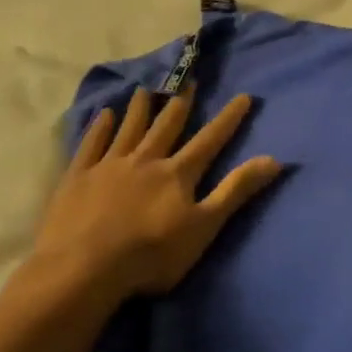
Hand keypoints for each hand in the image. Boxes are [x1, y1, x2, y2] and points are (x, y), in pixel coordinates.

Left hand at [23, 89, 281, 305]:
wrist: (83, 270)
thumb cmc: (151, 254)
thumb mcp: (204, 227)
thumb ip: (236, 191)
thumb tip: (275, 159)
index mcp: (178, 174)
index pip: (210, 140)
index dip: (228, 119)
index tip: (243, 96)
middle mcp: (146, 160)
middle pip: (167, 126)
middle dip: (181, 103)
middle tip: (188, 81)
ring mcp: (108, 167)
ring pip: (129, 129)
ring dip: (140, 108)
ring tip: (146, 89)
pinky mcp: (77, 178)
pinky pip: (91, 145)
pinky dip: (99, 128)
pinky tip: (104, 114)